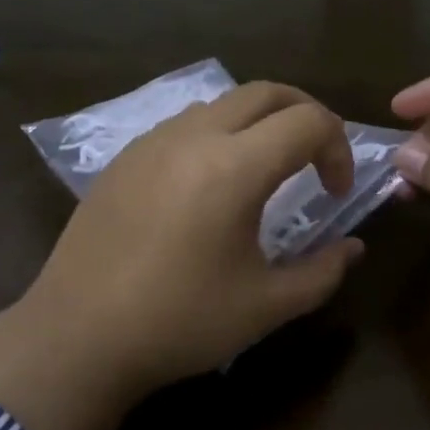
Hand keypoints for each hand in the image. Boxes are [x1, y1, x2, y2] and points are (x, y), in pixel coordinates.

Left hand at [0, 82, 365, 429]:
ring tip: (265, 171)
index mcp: (233, 167)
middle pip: (265, 92)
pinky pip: (183, 124)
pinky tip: (209, 187)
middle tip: (316, 159)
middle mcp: (192, 137)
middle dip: (305, 115)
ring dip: (258, 122)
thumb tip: (353, 248)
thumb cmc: (179, 323)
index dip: (338, 148)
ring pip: (221, 103)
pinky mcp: (123, 159)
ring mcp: (151, 143)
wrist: (77, 337)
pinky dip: (217, 135)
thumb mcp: (266, 306)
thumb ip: (322, 271)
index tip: (336, 192)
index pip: (307, 122)